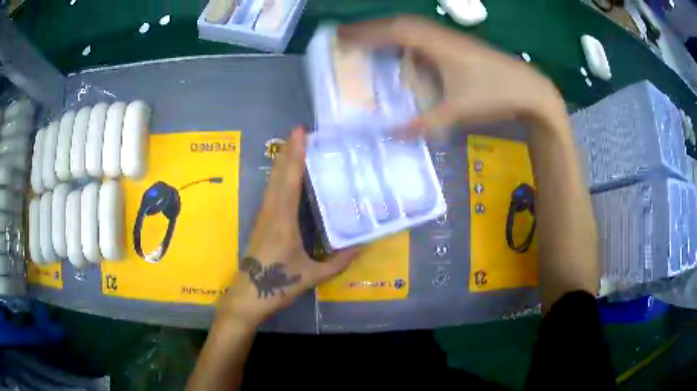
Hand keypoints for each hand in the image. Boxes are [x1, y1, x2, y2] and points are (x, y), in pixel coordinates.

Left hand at [219, 127, 359, 327]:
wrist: (248, 296)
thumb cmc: (278, 284)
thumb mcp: (312, 275)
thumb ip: (339, 262)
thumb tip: (362, 246)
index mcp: (283, 219)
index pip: (290, 179)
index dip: (296, 154)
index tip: (301, 132)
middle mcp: (271, 211)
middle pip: (278, 173)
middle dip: (289, 150)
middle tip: (300, 131)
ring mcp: (264, 215)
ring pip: (272, 181)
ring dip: (283, 160)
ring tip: (295, 145)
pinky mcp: (262, 222)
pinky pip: (272, 191)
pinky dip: (280, 176)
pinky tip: (288, 174)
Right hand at [338, 16, 563, 133]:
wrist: (530, 89)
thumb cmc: (495, 95)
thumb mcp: (458, 111)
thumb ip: (424, 122)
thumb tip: (392, 134)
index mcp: (437, 44)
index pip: (393, 31)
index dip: (365, 33)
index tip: (339, 38)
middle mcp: (440, 35)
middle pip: (398, 24)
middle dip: (369, 29)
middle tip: (344, 38)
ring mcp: (450, 39)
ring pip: (411, 28)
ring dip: (386, 32)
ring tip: (365, 42)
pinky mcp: (457, 45)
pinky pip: (422, 36)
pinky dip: (404, 39)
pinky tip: (400, 51)